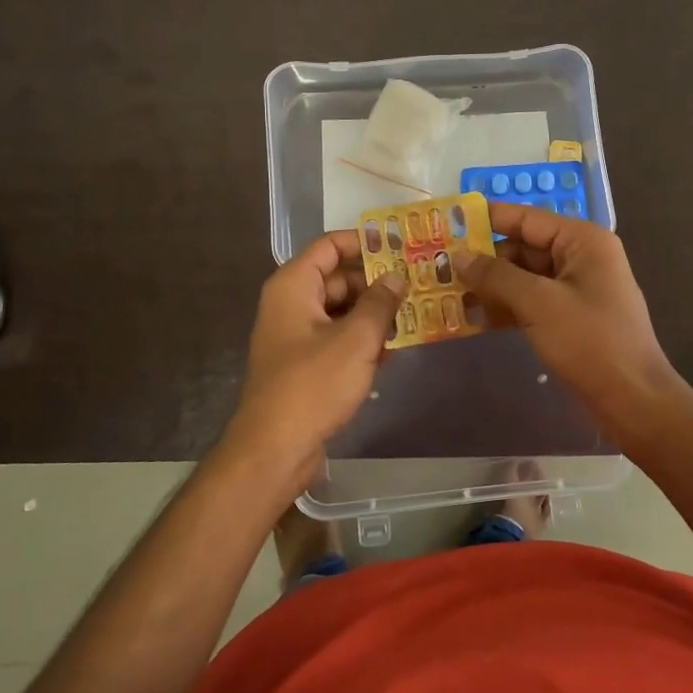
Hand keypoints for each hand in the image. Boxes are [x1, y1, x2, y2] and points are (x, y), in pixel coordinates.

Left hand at [225, 231, 406, 486]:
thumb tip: (397, 276)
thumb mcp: (356, 339)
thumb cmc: (313, 384)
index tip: (401, 246)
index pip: (329, 246)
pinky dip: (362, 339)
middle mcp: (291, 304)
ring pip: (341, 310)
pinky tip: (395, 348)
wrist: (275, 449)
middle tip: (418, 284)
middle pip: (338, 278)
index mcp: (293, 286)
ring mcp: (296, 336)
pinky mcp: (305, 364)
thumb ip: (380, 302)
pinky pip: (337, 338)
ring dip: (373, 313)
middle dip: (376, 282)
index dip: (364, 242)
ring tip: (415, 314)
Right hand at [461, 204, 684, 433]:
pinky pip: (531, 302)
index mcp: (582, 241)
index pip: (526, 218)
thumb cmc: (590, 342)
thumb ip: (496, 276)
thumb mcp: (539, 304)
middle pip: (522, 247)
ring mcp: (577, 289)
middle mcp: (581, 257)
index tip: (447, 224)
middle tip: (438, 267)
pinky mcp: (571, 318)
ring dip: (490, 286)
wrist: (634, 401)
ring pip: (524, 277)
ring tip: (446, 294)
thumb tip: (459, 256)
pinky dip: (506, 308)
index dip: (486, 220)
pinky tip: (474, 319)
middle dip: (483, 259)